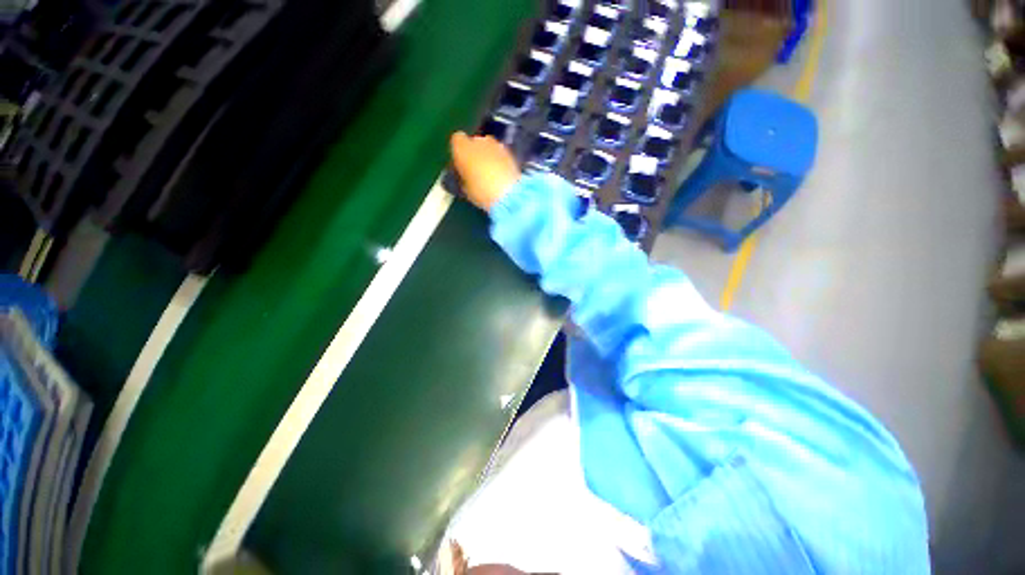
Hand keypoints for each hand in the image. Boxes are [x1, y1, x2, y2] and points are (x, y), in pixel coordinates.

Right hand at [450, 131, 520, 210]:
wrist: (508, 193)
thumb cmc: (481, 192)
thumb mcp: (466, 189)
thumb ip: (463, 177)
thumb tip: (466, 176)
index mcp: (462, 148)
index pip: (456, 140)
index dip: (459, 151)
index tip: (461, 164)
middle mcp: (478, 140)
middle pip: (474, 142)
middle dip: (475, 153)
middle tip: (476, 170)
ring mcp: (496, 144)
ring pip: (489, 147)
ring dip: (488, 156)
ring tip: (490, 174)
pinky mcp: (510, 152)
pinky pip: (500, 154)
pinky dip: (499, 161)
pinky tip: (501, 175)